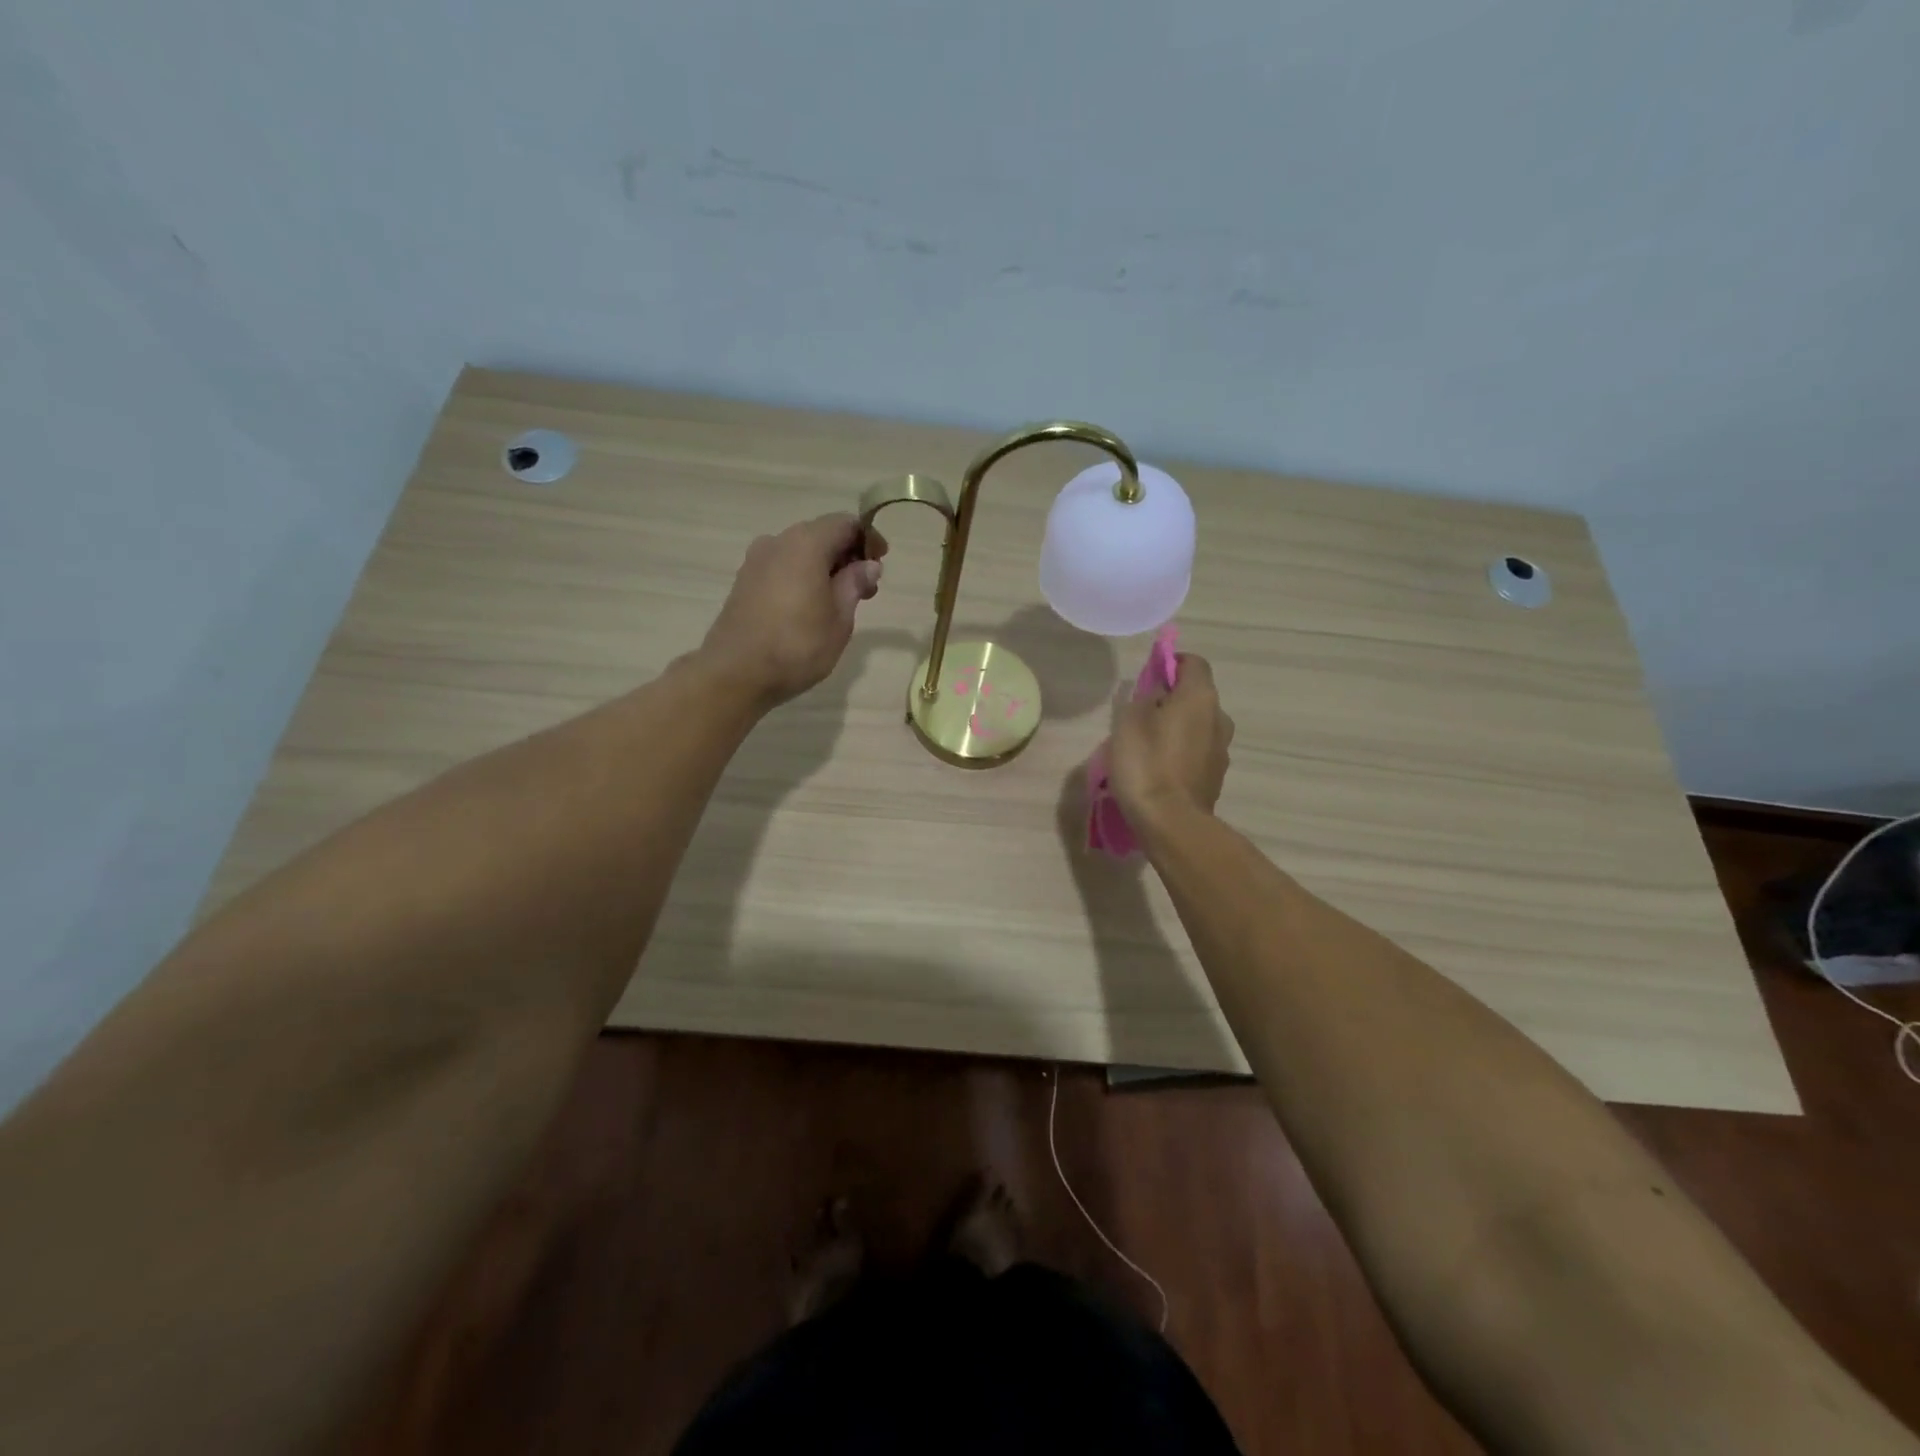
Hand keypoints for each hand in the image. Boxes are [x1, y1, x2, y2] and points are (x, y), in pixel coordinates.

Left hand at [699, 514, 886, 708]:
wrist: (736, 673)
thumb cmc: (797, 645)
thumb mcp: (840, 618)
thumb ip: (854, 584)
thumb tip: (868, 565)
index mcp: (806, 543)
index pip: (845, 523)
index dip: (867, 539)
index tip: (881, 564)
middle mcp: (778, 541)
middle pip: (821, 535)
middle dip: (847, 555)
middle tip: (866, 589)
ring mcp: (756, 560)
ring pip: (800, 552)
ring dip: (824, 568)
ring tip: (839, 602)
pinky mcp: (744, 581)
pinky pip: (782, 567)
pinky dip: (802, 577)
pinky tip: (810, 607)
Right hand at [1108, 653, 1233, 827]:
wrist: (1170, 822)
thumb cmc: (1146, 763)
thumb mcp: (1130, 721)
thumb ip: (1145, 698)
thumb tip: (1158, 693)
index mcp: (1200, 697)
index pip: (1193, 662)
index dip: (1171, 663)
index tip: (1148, 677)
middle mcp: (1219, 718)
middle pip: (1196, 696)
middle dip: (1172, 699)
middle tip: (1140, 714)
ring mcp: (1221, 750)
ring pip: (1198, 726)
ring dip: (1177, 728)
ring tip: (1147, 746)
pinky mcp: (1215, 777)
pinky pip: (1197, 752)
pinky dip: (1181, 752)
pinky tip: (1158, 769)